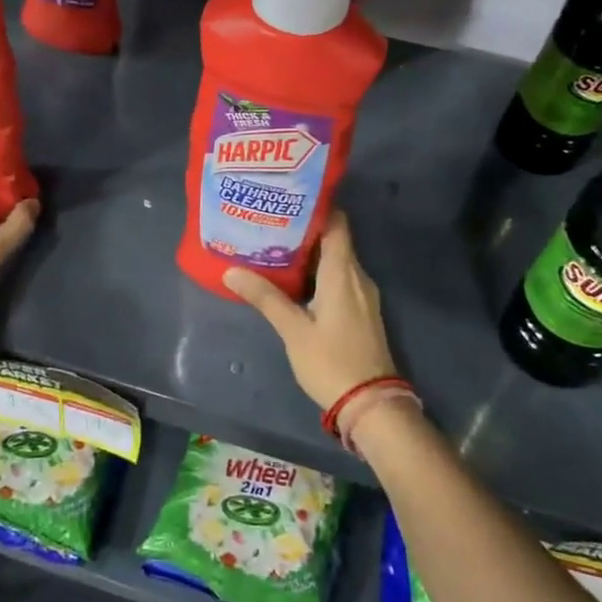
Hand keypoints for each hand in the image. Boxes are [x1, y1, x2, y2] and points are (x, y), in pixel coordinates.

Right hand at [223, 211, 397, 409]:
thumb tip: (231, 271)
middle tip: (270, 221)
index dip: (316, 206)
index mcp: (343, 272)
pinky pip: (339, 279)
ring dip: (310, 253)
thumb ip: (265, 297)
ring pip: (336, 260)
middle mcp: (357, 276)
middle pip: (334, 239)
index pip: (337, 223)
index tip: (287, 197)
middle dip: (304, 229)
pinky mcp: (361, 312)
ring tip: (275, 246)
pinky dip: (318, 272)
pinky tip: (294, 280)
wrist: (371, 404)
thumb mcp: (293, 330)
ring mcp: (362, 295)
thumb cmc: (331, 361)